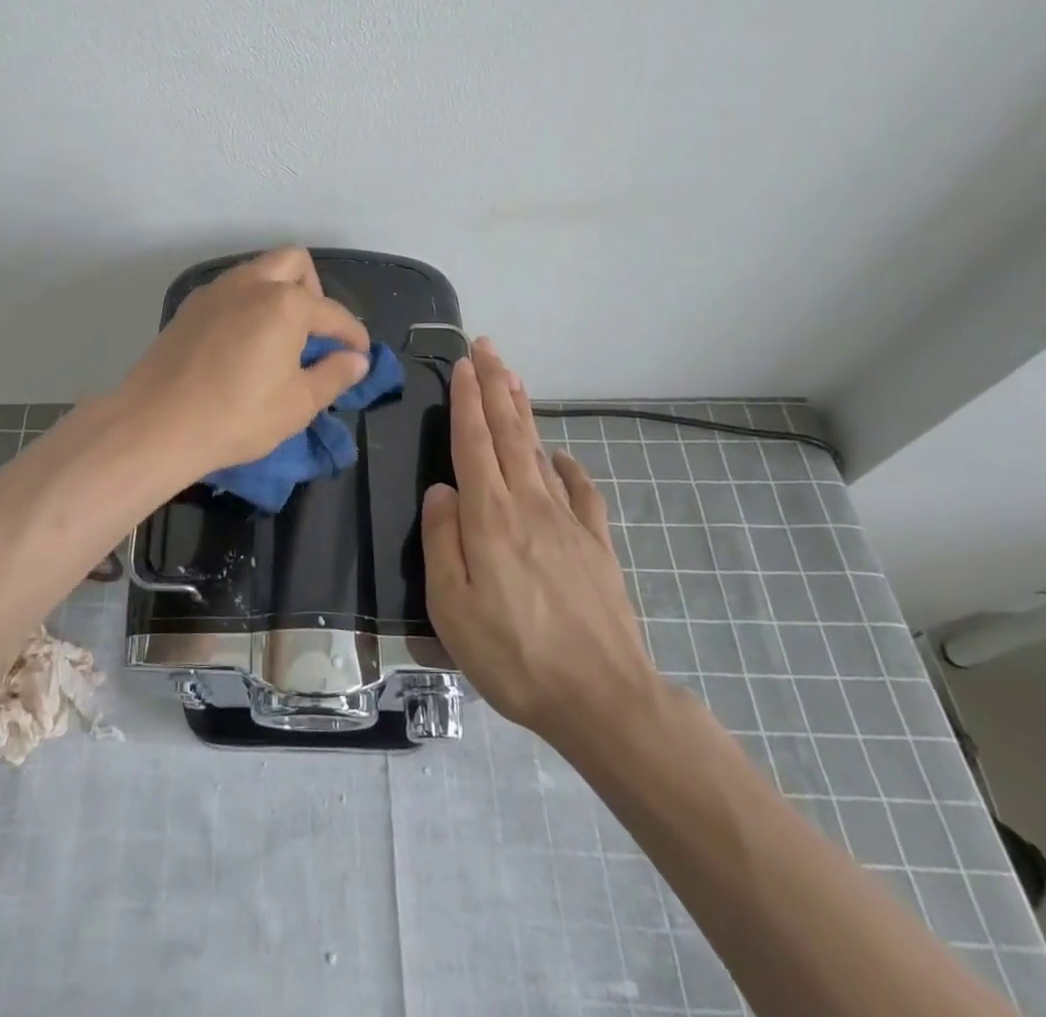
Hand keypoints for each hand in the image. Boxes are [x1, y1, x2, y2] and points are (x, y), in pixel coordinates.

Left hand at [115, 248, 370, 481]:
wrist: (157, 424)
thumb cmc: (237, 416)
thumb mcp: (298, 404)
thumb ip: (334, 375)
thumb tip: (356, 360)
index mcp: (285, 303)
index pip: (333, 313)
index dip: (353, 336)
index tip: (360, 356)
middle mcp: (250, 284)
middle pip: (294, 263)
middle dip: (314, 292)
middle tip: (314, 333)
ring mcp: (215, 291)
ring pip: (258, 271)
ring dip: (279, 293)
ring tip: (280, 339)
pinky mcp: (189, 307)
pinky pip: (231, 290)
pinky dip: (248, 304)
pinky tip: (244, 343)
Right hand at [422, 337, 661, 744]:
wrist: (604, 698)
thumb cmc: (514, 656)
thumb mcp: (452, 608)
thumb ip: (442, 541)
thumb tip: (441, 490)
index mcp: (490, 518)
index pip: (474, 444)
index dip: (467, 401)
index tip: (464, 364)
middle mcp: (529, 505)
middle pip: (510, 433)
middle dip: (497, 386)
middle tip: (488, 347)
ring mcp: (568, 522)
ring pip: (540, 451)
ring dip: (524, 412)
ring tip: (514, 378)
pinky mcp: (596, 545)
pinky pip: (580, 490)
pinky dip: (567, 464)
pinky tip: (560, 454)